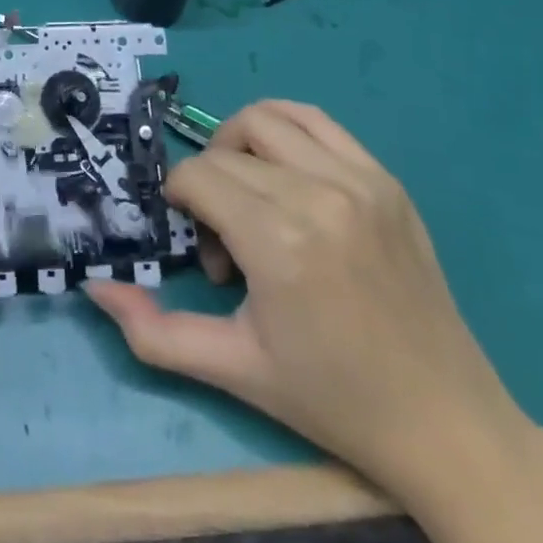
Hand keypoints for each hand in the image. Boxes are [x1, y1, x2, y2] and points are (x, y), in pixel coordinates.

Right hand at [85, 100, 527, 502]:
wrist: (448, 424)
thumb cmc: (333, 399)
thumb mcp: (233, 370)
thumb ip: (153, 331)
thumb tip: (95, 286)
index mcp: (280, 242)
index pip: (197, 177)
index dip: (180, 203)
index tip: (202, 249)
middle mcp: (318, 195)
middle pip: (225, 150)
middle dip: (207, 185)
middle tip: (227, 242)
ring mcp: (359, 180)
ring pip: (265, 118)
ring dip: (238, 146)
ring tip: (249, 194)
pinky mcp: (385, 179)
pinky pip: (316, 120)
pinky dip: (283, 130)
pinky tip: (284, 173)